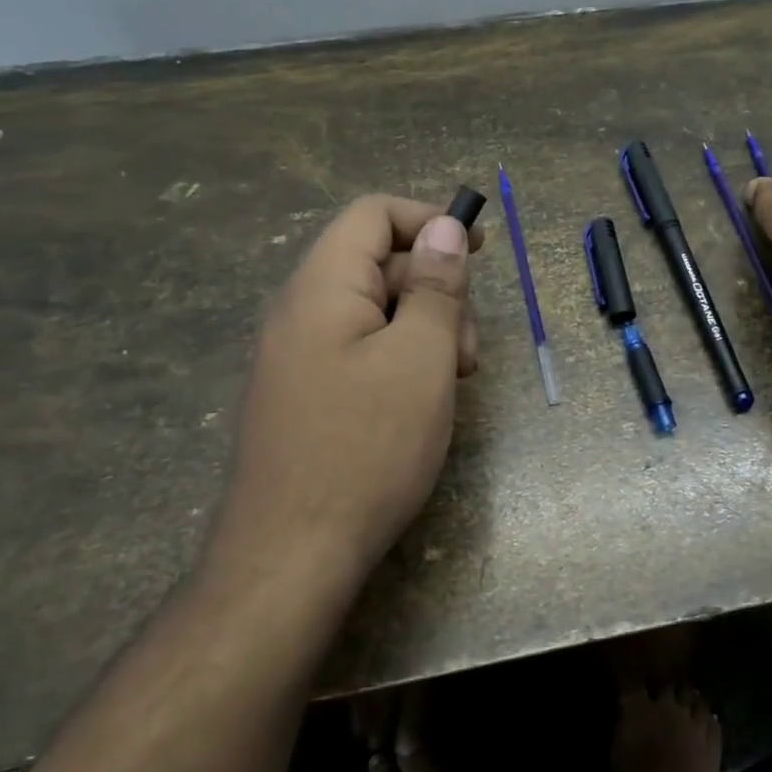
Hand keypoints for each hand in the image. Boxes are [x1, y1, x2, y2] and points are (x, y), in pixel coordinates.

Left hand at [206, 196, 482, 592]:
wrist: (291, 556)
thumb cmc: (367, 448)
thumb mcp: (421, 359)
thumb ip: (437, 287)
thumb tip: (446, 228)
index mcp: (322, 288)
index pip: (373, 215)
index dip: (430, 221)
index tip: (480, 249)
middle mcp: (300, 311)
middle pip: (378, 265)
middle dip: (435, 291)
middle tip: (466, 352)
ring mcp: (296, 356)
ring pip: (374, 312)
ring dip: (423, 331)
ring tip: (450, 384)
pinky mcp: (304, 394)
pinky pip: (359, 351)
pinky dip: (399, 361)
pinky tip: (420, 404)